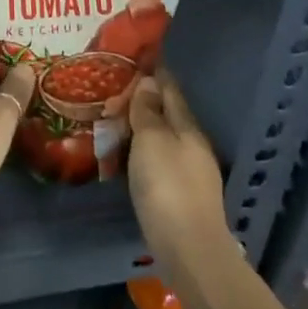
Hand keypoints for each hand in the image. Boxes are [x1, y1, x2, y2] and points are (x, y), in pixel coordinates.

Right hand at [127, 72, 225, 265]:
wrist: (189, 250)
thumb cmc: (167, 186)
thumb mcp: (152, 140)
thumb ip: (148, 111)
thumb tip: (149, 81)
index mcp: (187, 127)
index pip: (170, 90)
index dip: (155, 73)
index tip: (136, 58)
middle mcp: (192, 146)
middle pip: (168, 115)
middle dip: (145, 101)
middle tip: (115, 90)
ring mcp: (189, 173)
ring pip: (163, 139)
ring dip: (142, 128)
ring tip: (115, 120)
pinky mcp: (180, 196)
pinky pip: (158, 161)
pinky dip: (142, 151)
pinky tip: (127, 155)